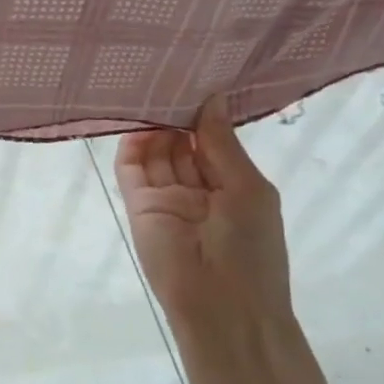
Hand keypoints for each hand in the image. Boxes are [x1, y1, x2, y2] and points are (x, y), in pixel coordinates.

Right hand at [113, 95, 295, 358]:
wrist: (223, 308)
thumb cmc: (251, 249)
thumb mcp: (248, 188)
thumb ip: (223, 144)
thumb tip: (213, 97)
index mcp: (232, 184)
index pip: (212, 140)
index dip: (203, 112)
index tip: (195, 77)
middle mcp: (197, 187)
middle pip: (181, 143)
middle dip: (175, 114)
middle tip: (166, 76)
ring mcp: (166, 197)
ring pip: (155, 153)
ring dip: (153, 126)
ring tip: (148, 90)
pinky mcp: (139, 205)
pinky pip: (132, 170)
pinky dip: (131, 146)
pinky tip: (135, 119)